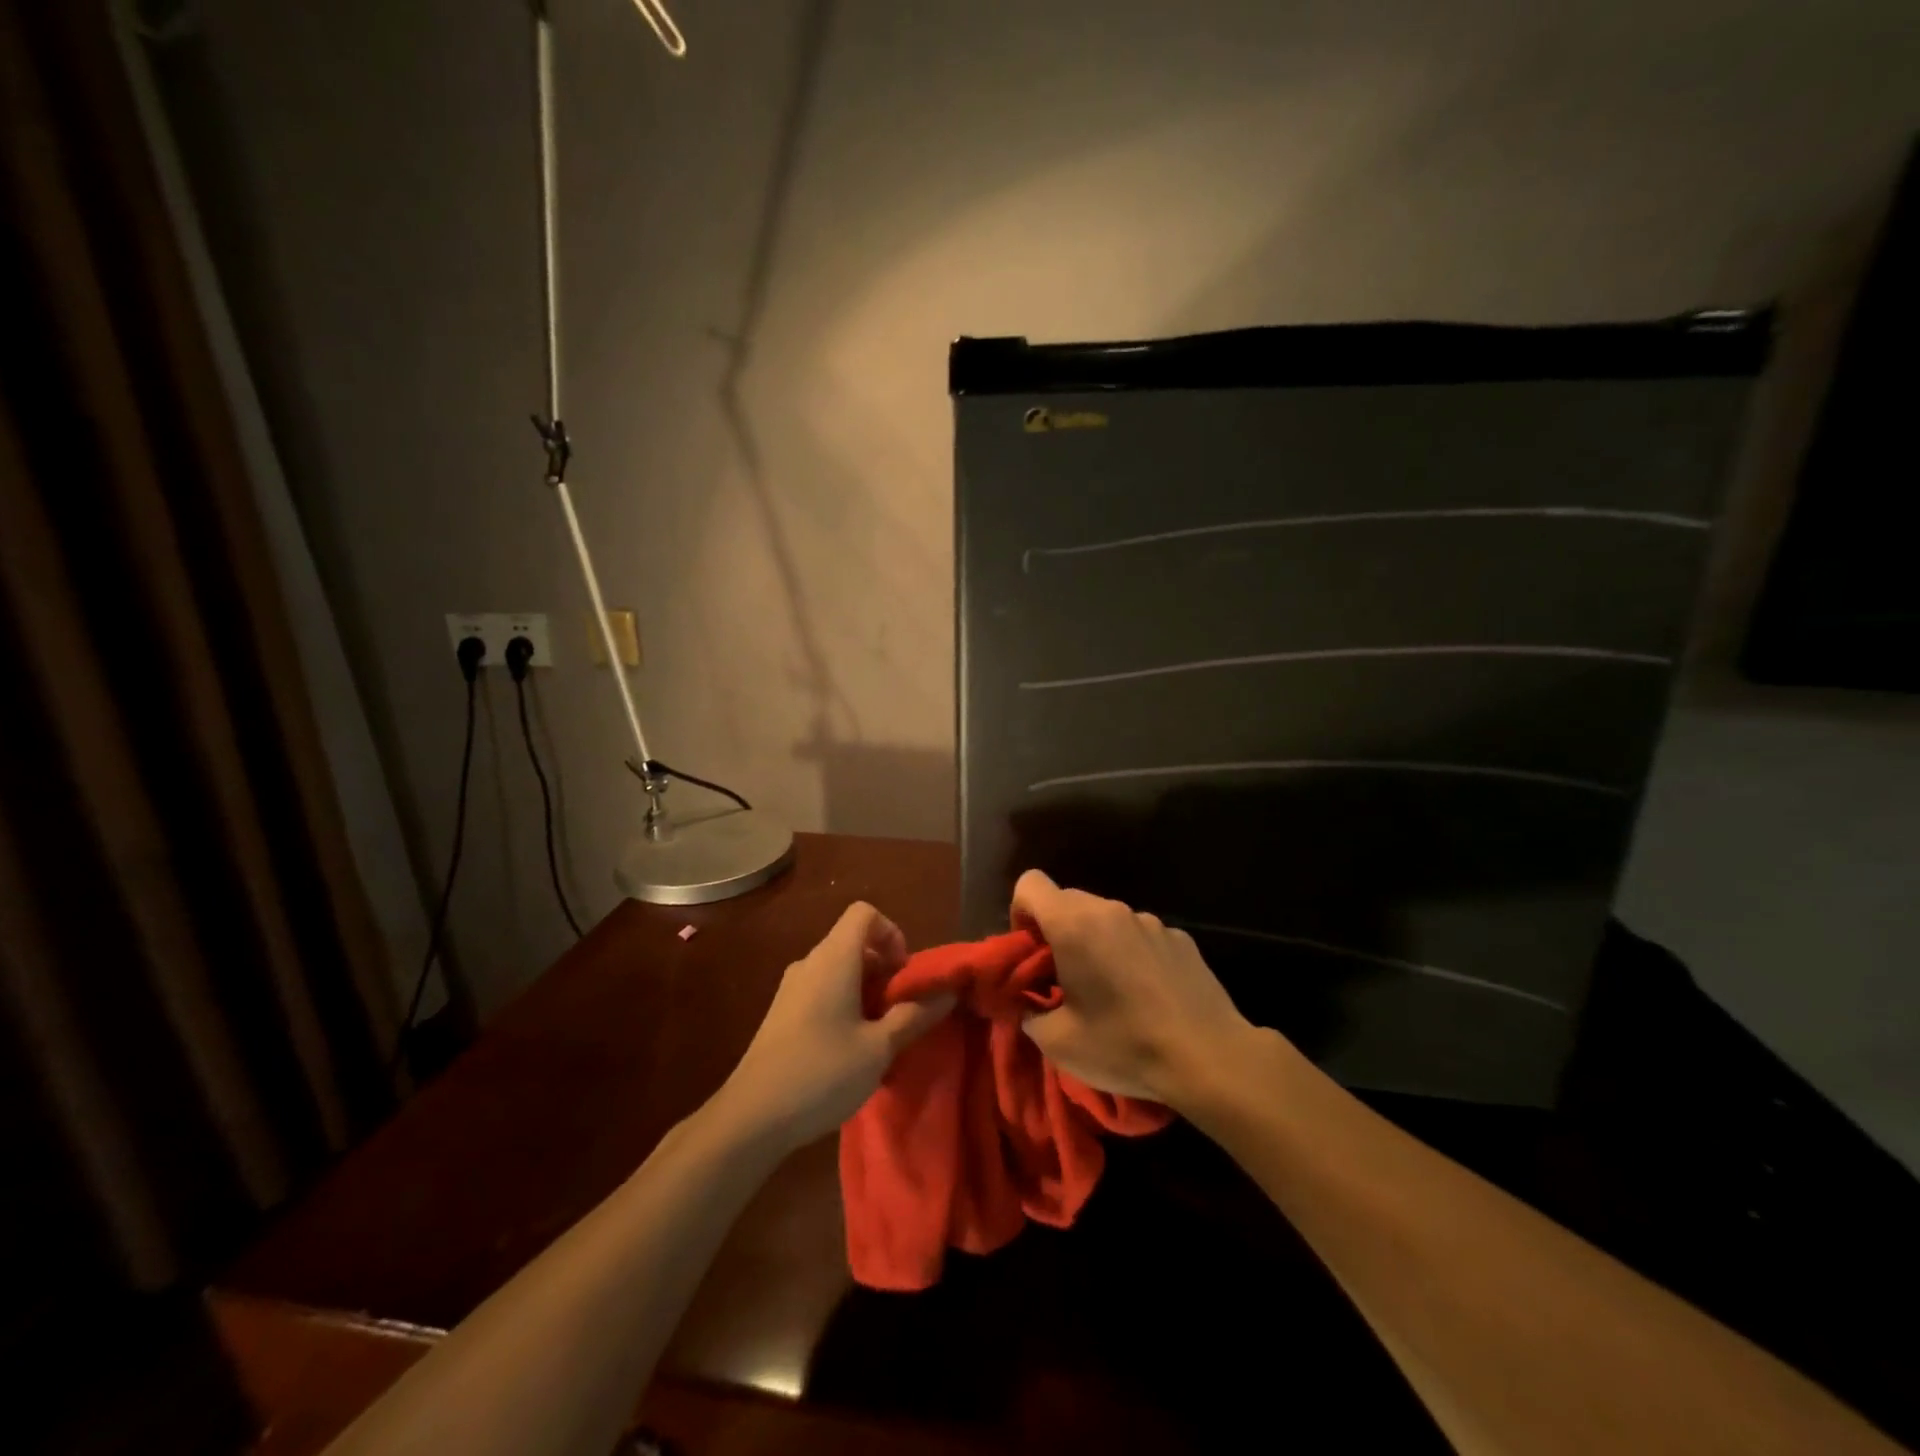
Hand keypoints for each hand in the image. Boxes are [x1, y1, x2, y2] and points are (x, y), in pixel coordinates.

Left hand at [712, 902, 954, 1150]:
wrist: (751, 1117)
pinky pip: (821, 990)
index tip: (903, 974)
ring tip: (879, 1034)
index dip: (892, 933)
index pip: (864, 914)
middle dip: (884, 969)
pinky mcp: (781, 1013)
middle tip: (900, 1010)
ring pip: (838, 969)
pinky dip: (844, 1004)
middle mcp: (810, 963)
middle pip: (854, 942)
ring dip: (865, 990)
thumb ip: (914, 1016)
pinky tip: (850, 1049)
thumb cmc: (821, 1073)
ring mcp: (791, 988)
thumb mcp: (878, 1048)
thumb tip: (947, 994)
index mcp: (833, 959)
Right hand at [1014, 869, 1258, 1107]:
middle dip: (1057, 933)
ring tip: (1110, 993)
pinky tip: (1148, 996)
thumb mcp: (1058, 1042)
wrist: (1210, 1058)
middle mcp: (1111, 910)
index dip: (1021, 913)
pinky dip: (1131, 955)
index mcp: (1074, 924)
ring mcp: (1150, 921)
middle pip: (1067, 901)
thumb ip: (1028, 1013)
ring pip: (1105, 919)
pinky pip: (1139, 936)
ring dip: (1096, 943)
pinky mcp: (1180, 938)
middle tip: (1064, 980)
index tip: (1031, 953)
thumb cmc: (1125, 1046)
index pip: (1030, 884)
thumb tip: (1025, 1003)